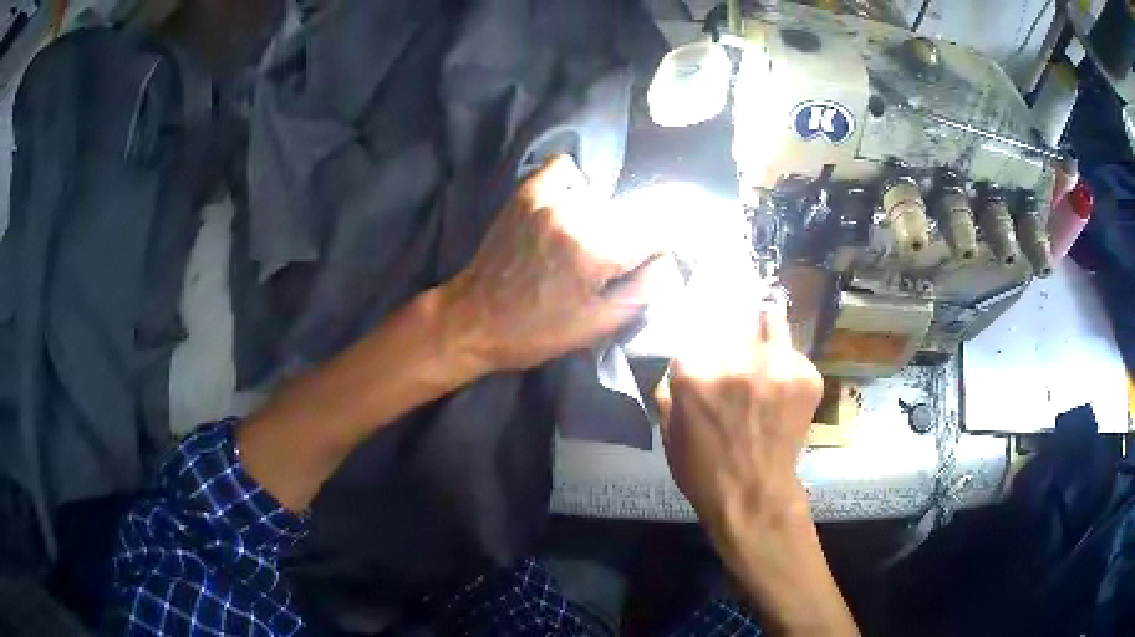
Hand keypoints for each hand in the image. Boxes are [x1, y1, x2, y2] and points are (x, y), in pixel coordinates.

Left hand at [443, 155, 666, 371]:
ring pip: (601, 197)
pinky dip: (573, 186)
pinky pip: (565, 170)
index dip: (659, 250)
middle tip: (607, 266)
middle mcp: (575, 214)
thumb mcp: (599, 325)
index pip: (657, 230)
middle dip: (630, 239)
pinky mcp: (526, 192)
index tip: (649, 264)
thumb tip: (670, 261)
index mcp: (596, 251)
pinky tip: (567, 210)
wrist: (474, 319)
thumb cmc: (537, 332)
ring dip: (602, 219)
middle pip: (630, 213)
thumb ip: (645, 289)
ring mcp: (547, 197)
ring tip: (581, 245)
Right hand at [660, 299, 822, 535]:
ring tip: (763, 346)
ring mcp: (776, 365)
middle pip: (734, 317)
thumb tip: (675, 369)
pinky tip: (783, 386)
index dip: (701, 340)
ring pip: (770, 319)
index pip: (695, 330)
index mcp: (695, 372)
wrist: (754, 496)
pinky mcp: (806, 375)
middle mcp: (737, 358)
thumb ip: (667, 393)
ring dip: (764, 331)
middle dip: (732, 329)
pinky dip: (787, 366)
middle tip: (736, 341)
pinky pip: (794, 355)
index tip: (706, 347)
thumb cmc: (704, 471)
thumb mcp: (669, 434)